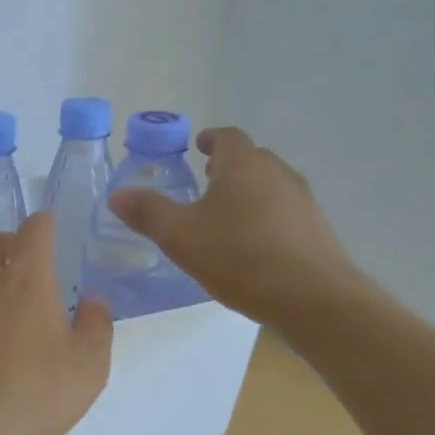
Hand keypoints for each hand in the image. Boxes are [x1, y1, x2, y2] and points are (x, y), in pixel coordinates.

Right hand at [110, 126, 363, 327]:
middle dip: (227, 167)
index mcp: (243, 165)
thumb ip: (148, 212)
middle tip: (204, 183)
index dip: (210, 139)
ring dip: (247, 193)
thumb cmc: (239, 256)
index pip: (227, 137)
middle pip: (251, 159)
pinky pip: (283, 212)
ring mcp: (302, 201)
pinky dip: (264, 218)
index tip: (198, 146)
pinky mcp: (315, 229)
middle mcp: (277, 173)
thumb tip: (119, 195)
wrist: (311, 297)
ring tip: (224, 217)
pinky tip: (250, 246)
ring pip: (269, 186)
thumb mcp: (180, 236)